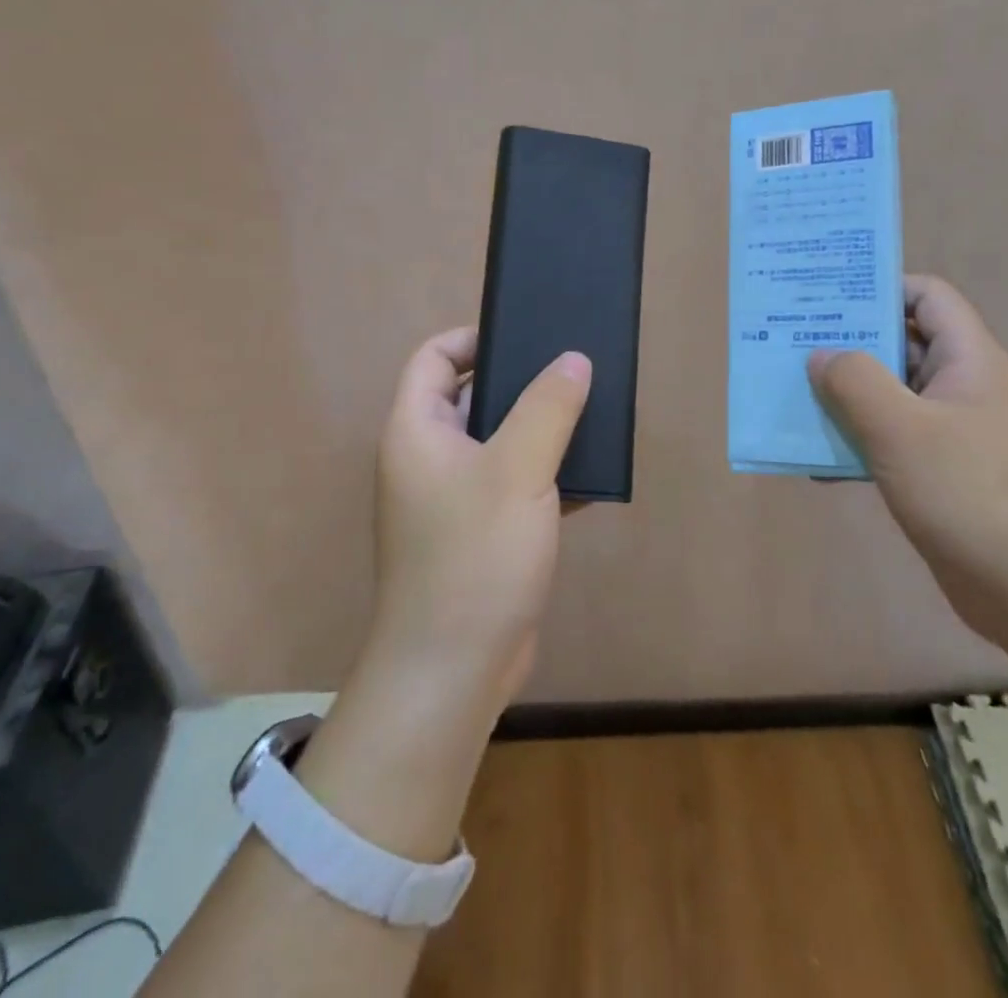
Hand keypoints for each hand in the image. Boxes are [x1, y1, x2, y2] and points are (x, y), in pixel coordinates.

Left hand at [366, 327, 591, 708]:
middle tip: (573, 373)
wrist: (454, 671)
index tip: (527, 337)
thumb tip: (573, 360)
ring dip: (539, 432)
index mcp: (416, 431)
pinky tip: (590, 478)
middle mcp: (427, 459)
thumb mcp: (518, 470)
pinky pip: (512, 487)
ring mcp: (452, 500)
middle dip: (520, 384)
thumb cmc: (475, 556)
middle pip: (470, 398)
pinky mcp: (479, 535)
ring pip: (498, 444)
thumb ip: (548, 408)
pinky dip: (544, 478)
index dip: (474, 338)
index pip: (434, 358)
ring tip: (591, 417)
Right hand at [808, 275, 1007, 646]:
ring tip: (791, 396)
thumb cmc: (969, 492)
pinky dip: (855, 442)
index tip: (826, 297)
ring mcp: (951, 431)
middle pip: (900, 343)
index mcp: (966, 358)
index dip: (880, 287)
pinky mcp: (939, 471)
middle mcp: (961, 385)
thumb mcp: (901, 429)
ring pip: (889, 394)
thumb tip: (822, 355)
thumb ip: (855, 381)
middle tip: (790, 343)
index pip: (926, 296)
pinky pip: (889, 439)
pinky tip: (816, 461)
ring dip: (843, 396)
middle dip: (847, 343)